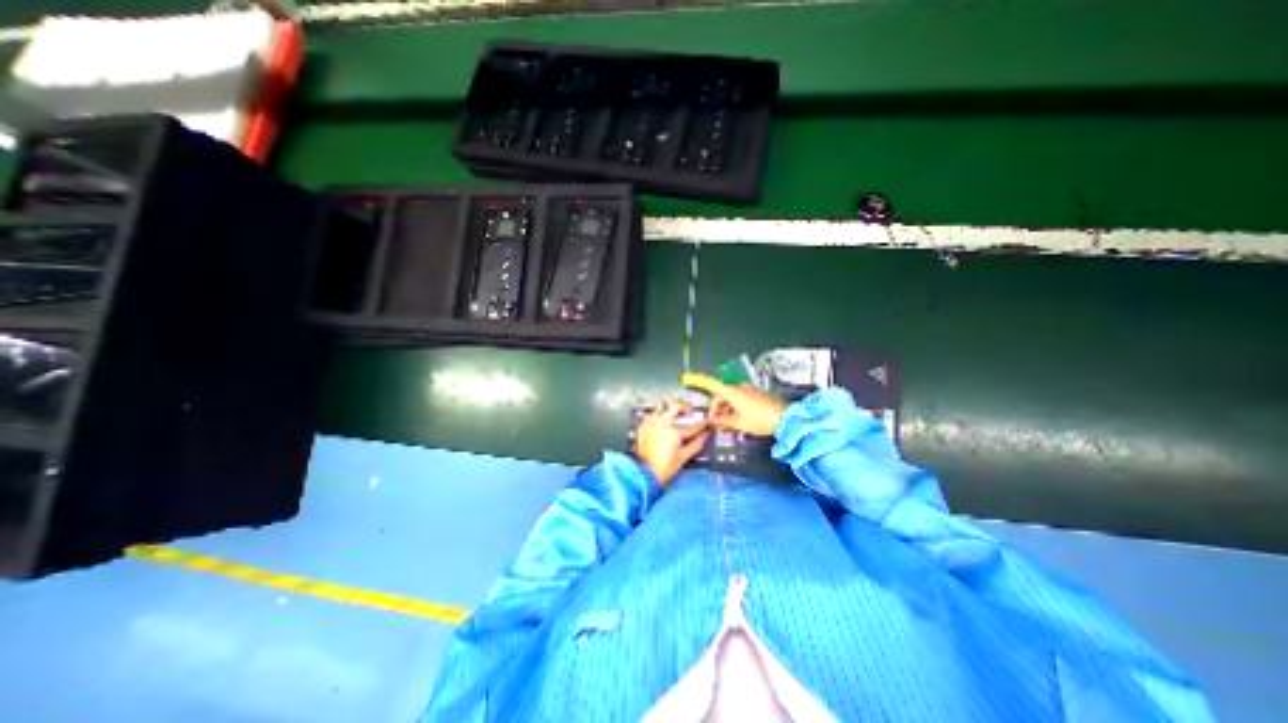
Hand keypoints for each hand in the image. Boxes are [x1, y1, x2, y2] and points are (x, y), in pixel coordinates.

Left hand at [635, 399, 713, 488]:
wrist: (644, 473)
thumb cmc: (665, 467)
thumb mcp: (683, 457)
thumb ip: (696, 444)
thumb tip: (706, 435)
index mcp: (674, 432)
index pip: (693, 426)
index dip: (702, 424)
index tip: (707, 423)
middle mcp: (663, 423)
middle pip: (676, 405)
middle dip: (686, 406)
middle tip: (689, 413)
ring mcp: (652, 422)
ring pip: (662, 404)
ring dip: (670, 407)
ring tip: (674, 414)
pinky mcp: (644, 425)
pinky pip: (652, 413)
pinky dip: (659, 414)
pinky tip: (663, 422)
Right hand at [684, 370, 784, 436]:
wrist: (786, 419)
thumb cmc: (760, 420)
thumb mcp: (739, 424)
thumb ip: (723, 422)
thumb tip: (711, 422)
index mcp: (733, 392)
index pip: (713, 387)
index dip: (702, 386)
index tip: (693, 385)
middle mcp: (741, 387)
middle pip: (723, 394)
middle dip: (719, 407)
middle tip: (718, 423)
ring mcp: (751, 390)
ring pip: (734, 397)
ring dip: (728, 408)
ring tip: (730, 424)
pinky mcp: (760, 394)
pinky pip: (744, 398)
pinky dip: (738, 406)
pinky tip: (742, 419)